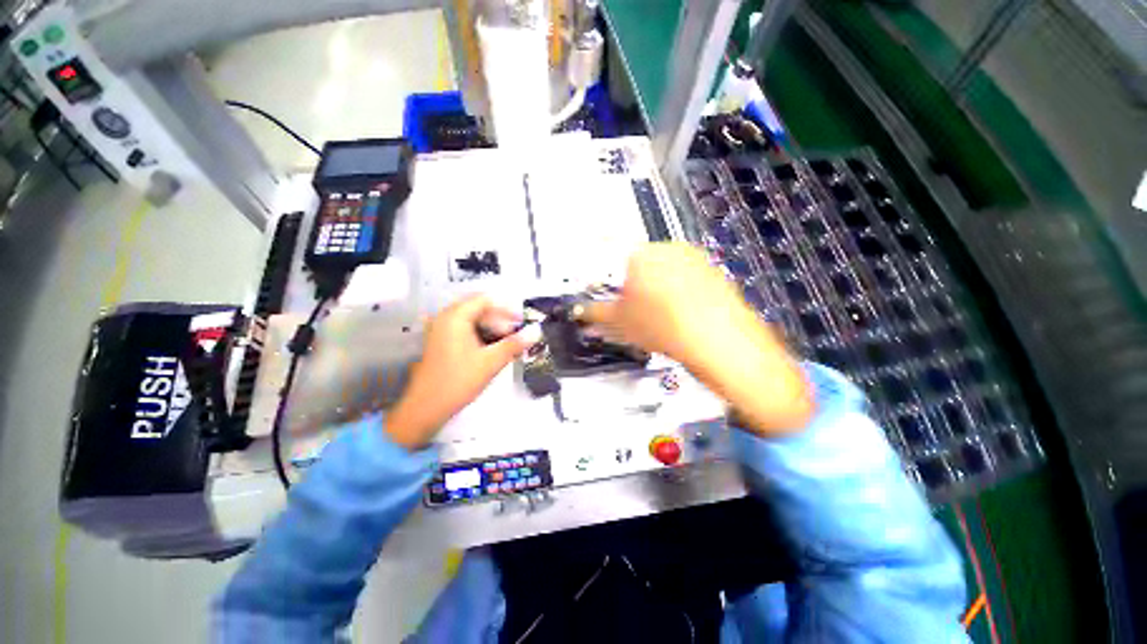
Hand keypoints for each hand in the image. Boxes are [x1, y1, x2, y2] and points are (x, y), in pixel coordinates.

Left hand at [387, 295, 540, 448]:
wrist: (425, 408)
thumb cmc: (458, 381)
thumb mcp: (491, 362)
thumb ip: (515, 344)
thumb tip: (537, 331)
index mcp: (456, 317)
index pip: (486, 300)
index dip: (507, 309)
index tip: (523, 322)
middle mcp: (446, 318)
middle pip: (479, 310)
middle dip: (501, 321)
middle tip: (518, 336)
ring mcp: (442, 330)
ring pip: (473, 322)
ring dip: (493, 330)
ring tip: (509, 344)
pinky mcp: (442, 343)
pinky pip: (466, 331)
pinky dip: (482, 337)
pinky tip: (494, 350)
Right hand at [584, 243, 813, 435]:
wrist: (720, 342)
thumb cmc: (664, 328)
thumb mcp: (621, 323)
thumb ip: (595, 313)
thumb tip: (581, 311)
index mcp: (641, 253)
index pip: (611, 252)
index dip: (602, 272)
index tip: (600, 287)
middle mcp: (668, 248)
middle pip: (637, 261)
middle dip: (627, 283)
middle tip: (625, 307)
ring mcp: (694, 258)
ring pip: (661, 269)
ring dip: (651, 287)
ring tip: (652, 314)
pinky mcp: (712, 272)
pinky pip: (683, 276)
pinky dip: (674, 290)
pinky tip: (675, 314)